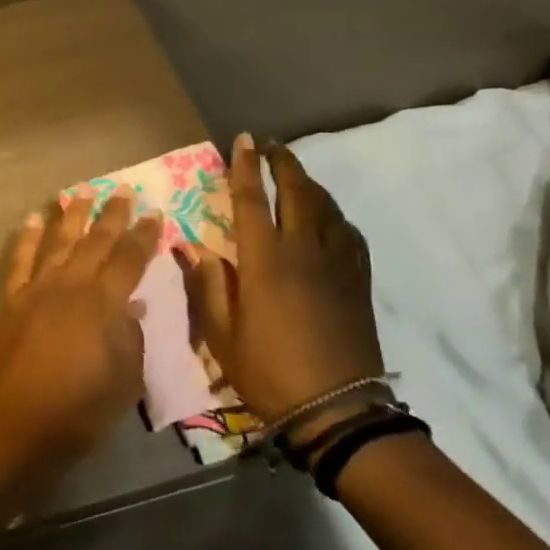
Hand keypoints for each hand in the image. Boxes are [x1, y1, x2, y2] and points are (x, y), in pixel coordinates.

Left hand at [0, 193, 160, 475]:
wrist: (15, 426)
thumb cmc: (78, 412)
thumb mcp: (125, 383)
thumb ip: (130, 340)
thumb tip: (130, 308)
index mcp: (103, 304)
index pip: (130, 259)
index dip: (144, 236)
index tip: (155, 213)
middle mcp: (71, 285)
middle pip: (96, 240)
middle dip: (112, 214)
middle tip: (124, 190)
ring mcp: (37, 289)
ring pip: (58, 240)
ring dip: (71, 214)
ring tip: (81, 191)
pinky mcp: (12, 300)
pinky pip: (20, 260)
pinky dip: (26, 237)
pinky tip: (32, 219)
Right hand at [180, 135, 382, 423]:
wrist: (337, 410)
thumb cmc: (269, 371)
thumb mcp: (222, 334)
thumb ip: (208, 284)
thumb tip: (191, 245)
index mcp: (265, 261)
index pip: (252, 200)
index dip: (245, 166)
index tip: (243, 139)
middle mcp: (303, 251)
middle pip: (297, 191)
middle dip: (284, 163)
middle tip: (271, 146)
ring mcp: (336, 264)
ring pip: (326, 207)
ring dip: (309, 183)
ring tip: (295, 175)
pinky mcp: (357, 280)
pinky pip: (349, 233)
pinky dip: (335, 215)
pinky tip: (328, 218)